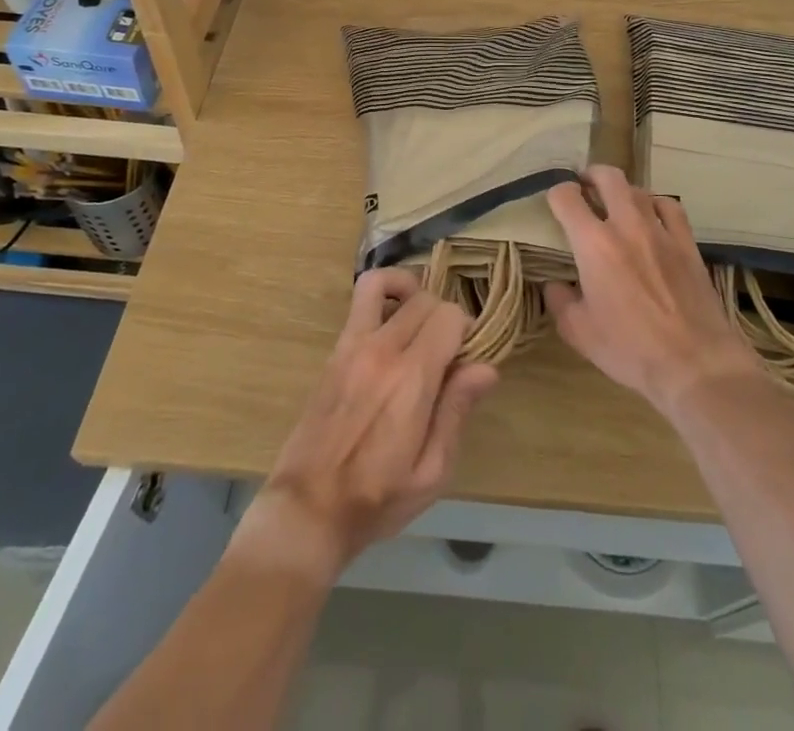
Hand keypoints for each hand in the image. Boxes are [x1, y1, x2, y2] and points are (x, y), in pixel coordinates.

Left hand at [234, 269, 497, 583]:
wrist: (307, 509)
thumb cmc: (376, 500)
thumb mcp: (430, 473)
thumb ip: (456, 412)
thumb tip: (486, 368)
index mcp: (411, 379)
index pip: (449, 317)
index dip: (466, 331)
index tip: (466, 360)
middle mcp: (383, 350)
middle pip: (425, 299)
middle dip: (444, 317)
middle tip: (446, 352)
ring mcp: (353, 345)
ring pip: (384, 283)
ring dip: (409, 290)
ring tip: (419, 320)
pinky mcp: (335, 350)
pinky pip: (359, 301)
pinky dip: (382, 296)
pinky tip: (392, 325)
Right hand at [544, 164, 761, 416]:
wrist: (695, 363)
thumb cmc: (630, 349)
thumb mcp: (579, 332)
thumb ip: (560, 301)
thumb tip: (555, 284)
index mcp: (593, 244)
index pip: (566, 197)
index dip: (556, 193)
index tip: (555, 203)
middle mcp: (626, 225)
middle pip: (608, 177)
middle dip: (590, 175)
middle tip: (584, 187)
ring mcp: (661, 231)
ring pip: (639, 189)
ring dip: (622, 191)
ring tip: (615, 204)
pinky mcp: (687, 244)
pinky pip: (670, 207)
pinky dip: (656, 203)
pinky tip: (652, 215)